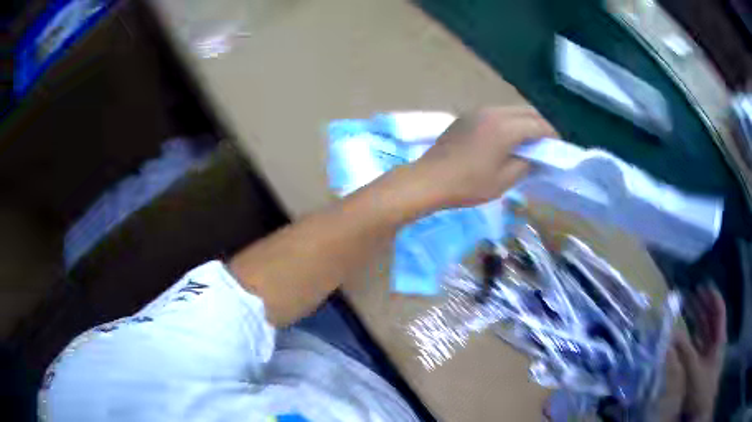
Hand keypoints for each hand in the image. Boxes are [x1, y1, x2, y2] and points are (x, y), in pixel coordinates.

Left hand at [410, 107, 558, 209]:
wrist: (429, 179)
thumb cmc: (468, 185)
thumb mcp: (503, 181)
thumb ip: (526, 165)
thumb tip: (537, 158)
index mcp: (505, 127)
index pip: (537, 125)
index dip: (551, 135)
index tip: (558, 146)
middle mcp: (493, 113)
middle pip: (526, 111)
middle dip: (540, 125)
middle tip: (546, 143)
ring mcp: (477, 112)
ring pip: (510, 110)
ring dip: (524, 122)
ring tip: (529, 141)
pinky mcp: (466, 116)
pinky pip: (496, 113)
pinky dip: (508, 122)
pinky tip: (507, 138)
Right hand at [659, 286, 726, 420]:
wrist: (700, 407)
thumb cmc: (702, 387)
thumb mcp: (695, 370)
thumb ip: (685, 352)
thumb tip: (672, 333)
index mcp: (719, 338)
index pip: (719, 311)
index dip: (713, 297)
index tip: (703, 287)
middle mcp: (715, 341)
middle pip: (712, 318)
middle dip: (704, 305)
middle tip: (693, 292)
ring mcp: (708, 352)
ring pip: (704, 330)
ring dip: (697, 319)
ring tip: (688, 307)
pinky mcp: (700, 362)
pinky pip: (697, 344)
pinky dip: (691, 336)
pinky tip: (683, 333)